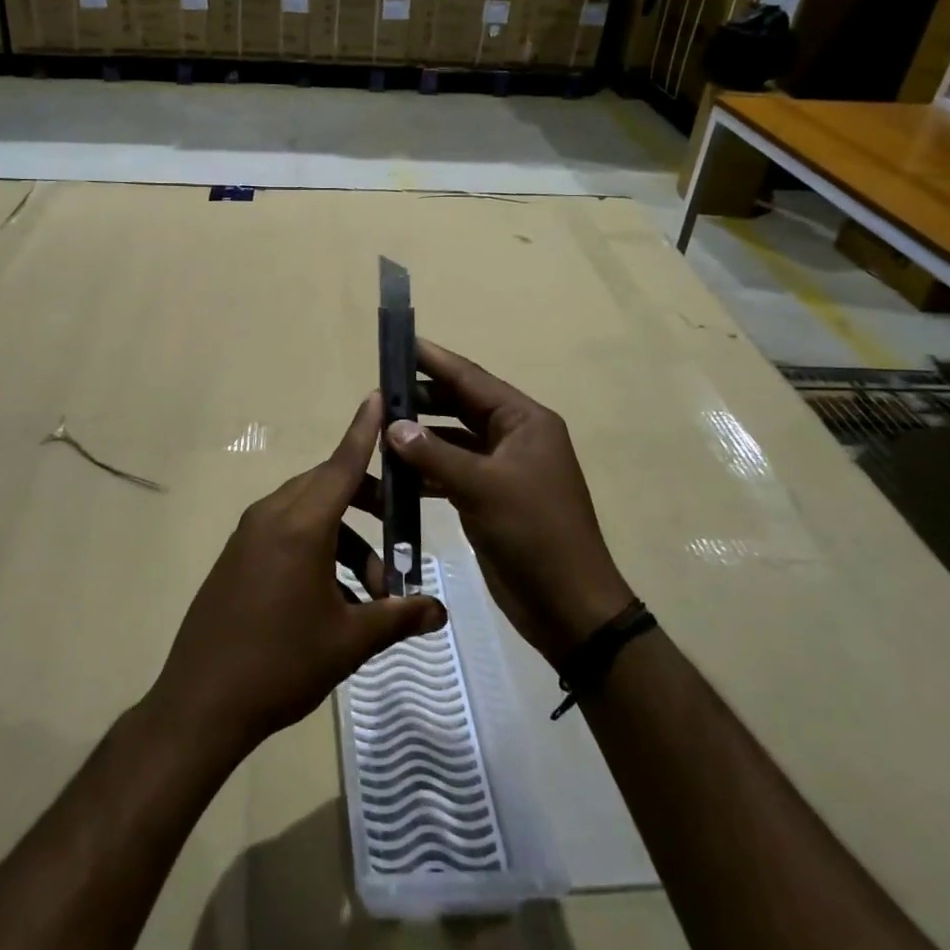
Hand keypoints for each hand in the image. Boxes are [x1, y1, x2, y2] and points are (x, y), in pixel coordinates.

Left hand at [148, 393, 447, 760]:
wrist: (200, 704)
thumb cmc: (280, 665)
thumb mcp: (349, 641)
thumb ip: (398, 617)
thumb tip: (440, 612)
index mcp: (299, 525)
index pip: (341, 464)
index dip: (364, 431)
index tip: (379, 396)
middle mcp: (271, 516)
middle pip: (327, 486)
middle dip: (368, 500)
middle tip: (401, 530)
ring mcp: (249, 535)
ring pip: (308, 512)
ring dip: (345, 536)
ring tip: (372, 589)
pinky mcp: (237, 556)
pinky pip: (286, 532)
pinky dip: (317, 547)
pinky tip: (336, 597)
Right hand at [382, 339, 636, 663]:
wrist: (569, 606)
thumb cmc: (534, 534)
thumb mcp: (483, 488)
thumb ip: (434, 453)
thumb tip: (392, 425)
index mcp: (525, 422)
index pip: (472, 379)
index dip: (434, 360)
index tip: (400, 342)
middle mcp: (514, 437)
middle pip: (461, 405)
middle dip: (422, 398)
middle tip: (380, 391)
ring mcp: (503, 469)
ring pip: (454, 439)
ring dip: (421, 436)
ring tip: (379, 429)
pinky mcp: (490, 497)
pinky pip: (452, 471)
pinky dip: (426, 469)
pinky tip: (396, 473)